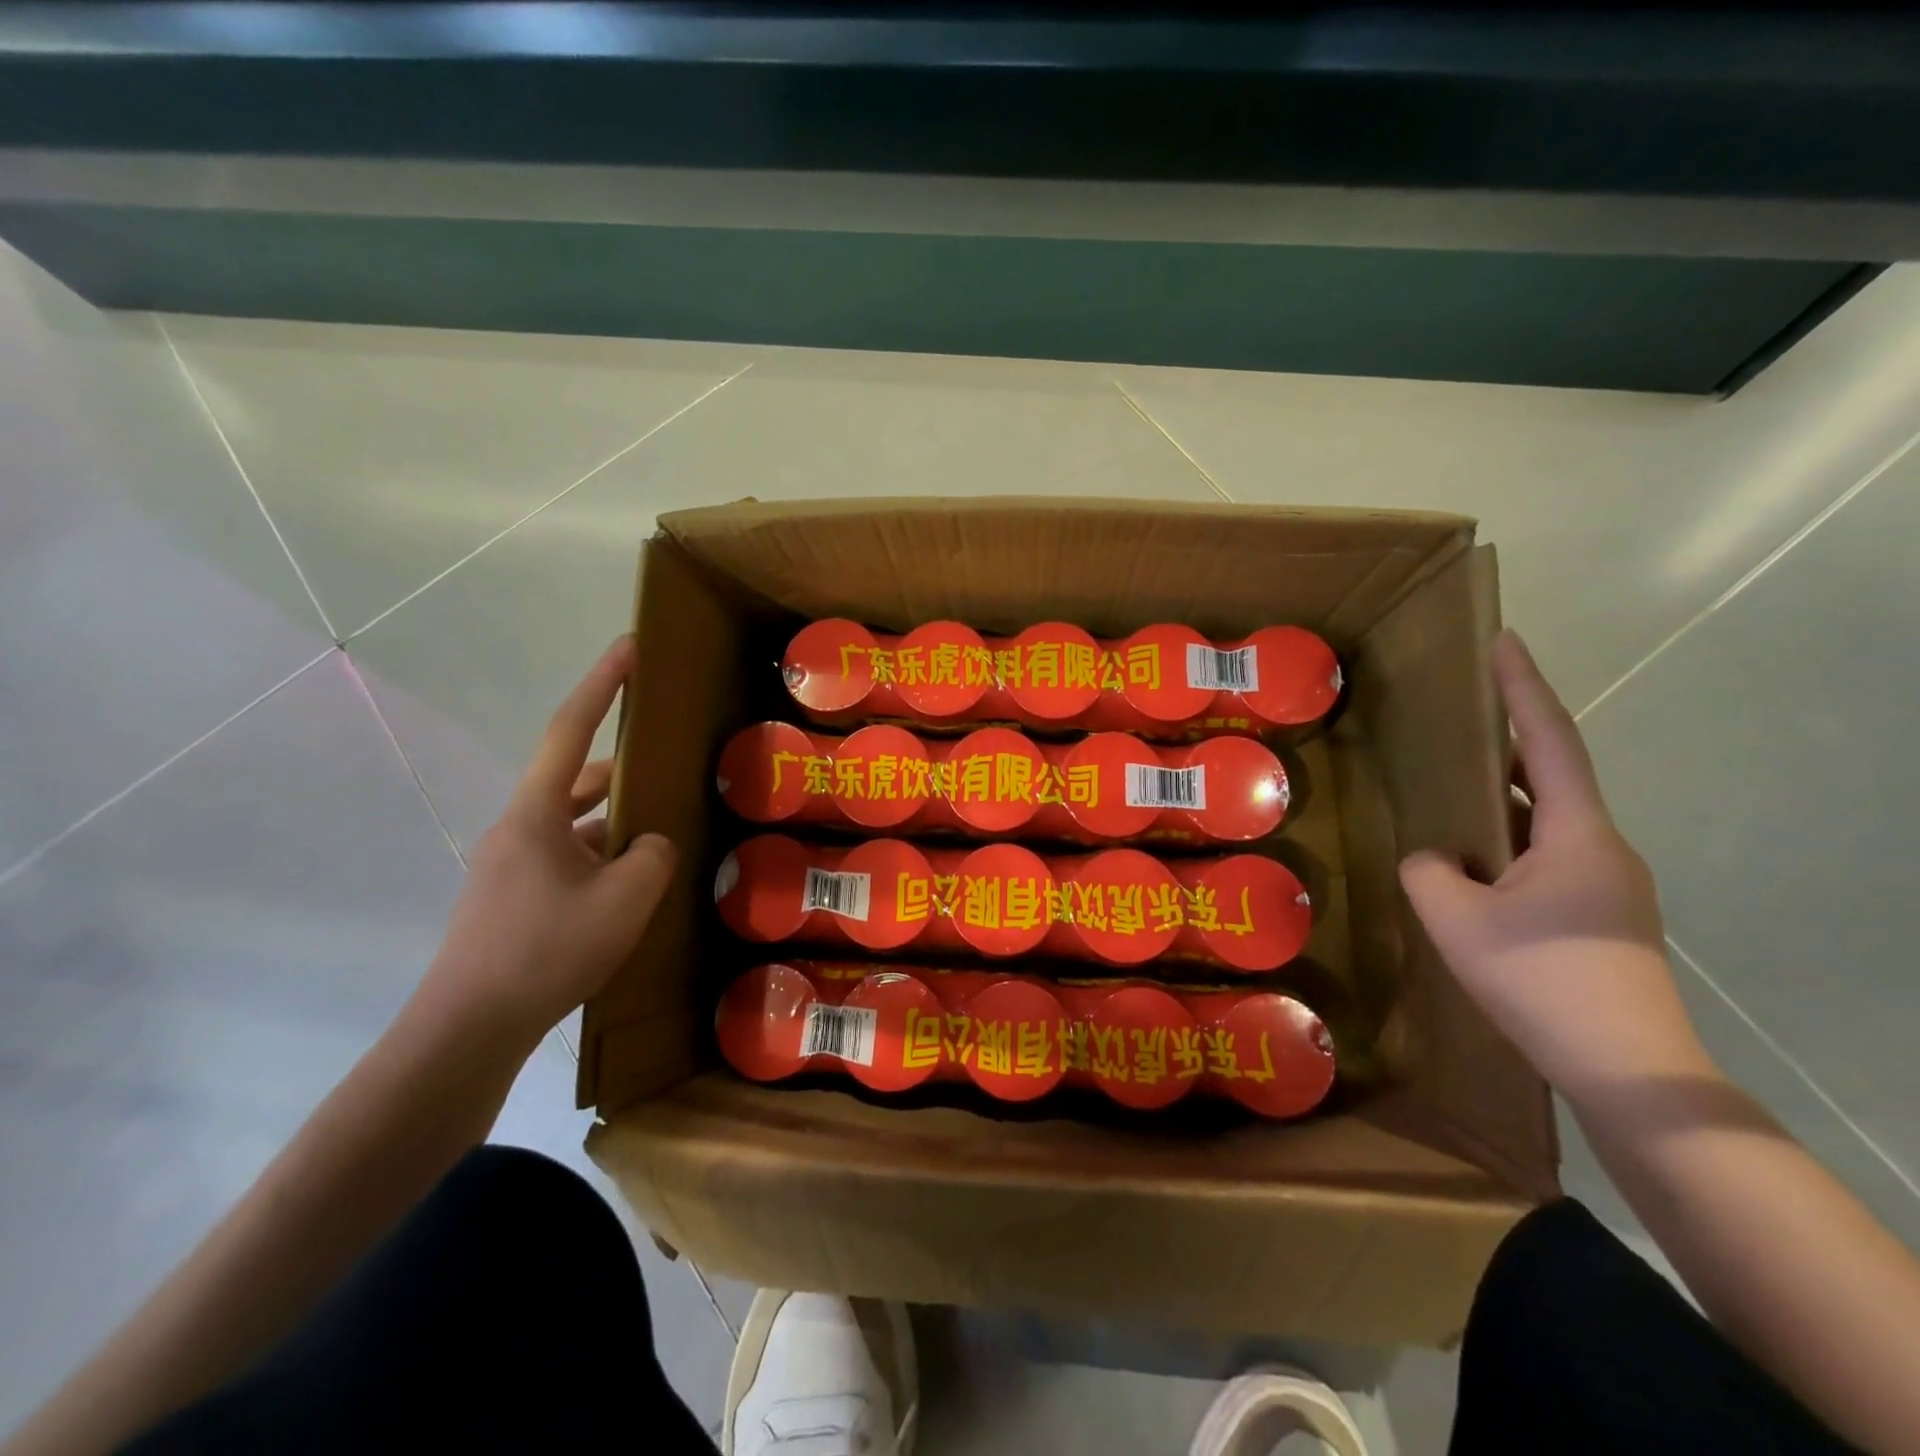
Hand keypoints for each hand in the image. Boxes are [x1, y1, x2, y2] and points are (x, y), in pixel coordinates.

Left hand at [415, 636, 676, 1047]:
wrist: (469, 1029)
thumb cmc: (548, 950)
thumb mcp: (626, 898)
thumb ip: (652, 854)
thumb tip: (649, 843)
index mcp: (536, 813)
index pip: (570, 729)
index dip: (603, 683)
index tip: (629, 648)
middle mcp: (517, 828)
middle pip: (576, 779)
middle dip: (623, 771)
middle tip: (668, 770)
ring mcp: (511, 865)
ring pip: (574, 825)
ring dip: (615, 823)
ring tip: (661, 837)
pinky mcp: (512, 899)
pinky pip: (567, 859)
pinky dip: (601, 859)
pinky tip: (631, 887)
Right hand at [1398, 630, 1711, 1101]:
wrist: (1625, 1067)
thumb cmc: (1538, 976)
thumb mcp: (1454, 916)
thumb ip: (1428, 869)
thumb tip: (1433, 858)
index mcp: (1577, 833)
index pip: (1547, 740)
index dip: (1524, 687)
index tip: (1505, 642)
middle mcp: (1602, 847)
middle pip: (1550, 776)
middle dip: (1503, 744)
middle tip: (1456, 721)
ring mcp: (1607, 883)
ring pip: (1545, 822)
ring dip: (1500, 801)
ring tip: (1449, 794)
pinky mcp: (1599, 915)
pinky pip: (1545, 857)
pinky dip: (1506, 842)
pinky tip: (1469, 864)